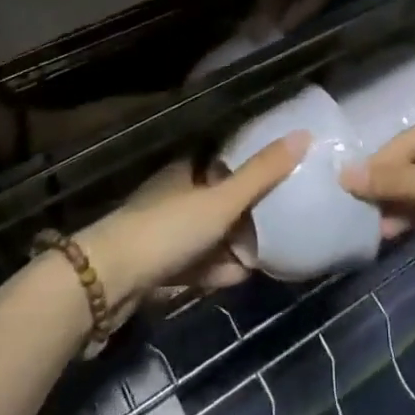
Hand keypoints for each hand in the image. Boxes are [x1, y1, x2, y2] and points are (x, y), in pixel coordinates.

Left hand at [79, 132, 308, 307]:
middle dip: (247, 214)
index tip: (280, 178)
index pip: (222, 162)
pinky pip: (198, 264)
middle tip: (281, 222)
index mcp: (185, 171)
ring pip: (209, 235)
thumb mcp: (222, 200)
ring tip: (267, 255)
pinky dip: (217, 269)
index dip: (249, 169)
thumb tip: (304, 134)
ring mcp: (164, 234)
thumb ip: (262, 173)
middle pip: (218, 200)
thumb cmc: (168, 229)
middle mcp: (174, 197)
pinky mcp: (158, 268)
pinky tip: (239, 277)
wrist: (109, 281)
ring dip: (234, 246)